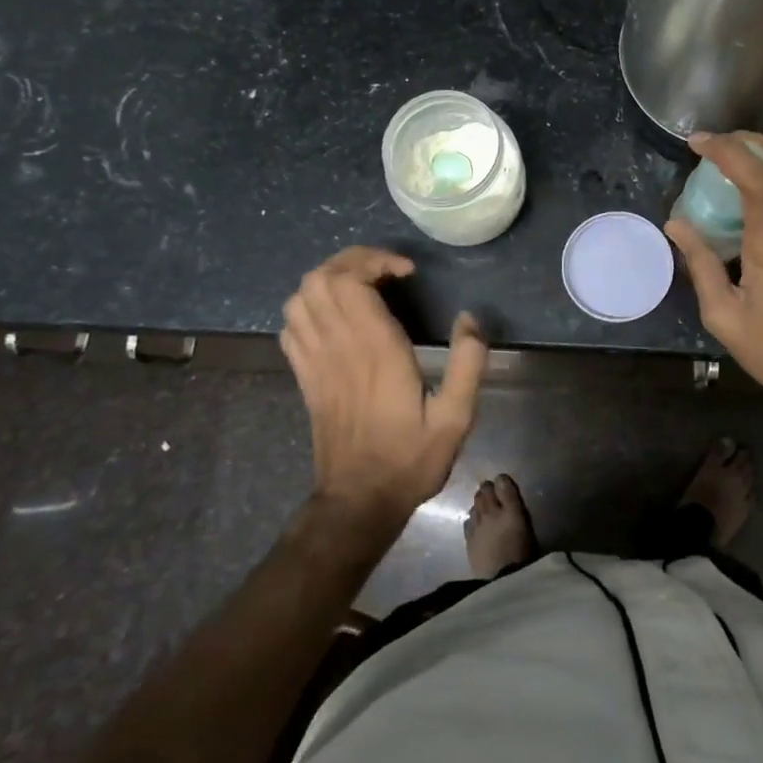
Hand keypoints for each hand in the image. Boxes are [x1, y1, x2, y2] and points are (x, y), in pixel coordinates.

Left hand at [279, 246, 487, 520]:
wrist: (357, 502)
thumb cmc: (410, 458)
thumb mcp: (456, 417)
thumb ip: (468, 363)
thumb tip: (470, 318)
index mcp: (375, 350)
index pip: (352, 281)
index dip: (375, 261)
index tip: (406, 272)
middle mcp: (339, 347)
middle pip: (320, 279)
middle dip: (352, 260)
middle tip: (386, 270)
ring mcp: (315, 361)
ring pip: (301, 297)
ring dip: (329, 279)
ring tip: (362, 285)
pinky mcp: (304, 376)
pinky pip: (291, 325)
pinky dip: (309, 306)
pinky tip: (336, 315)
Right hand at [663, 133, 762, 405]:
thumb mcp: (725, 317)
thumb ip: (700, 265)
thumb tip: (676, 225)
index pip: (759, 178)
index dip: (728, 150)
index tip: (697, 142)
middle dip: (748, 140)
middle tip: (714, 148)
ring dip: (760, 160)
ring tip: (724, 176)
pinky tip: (748, 209)